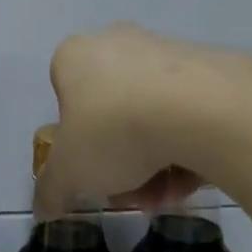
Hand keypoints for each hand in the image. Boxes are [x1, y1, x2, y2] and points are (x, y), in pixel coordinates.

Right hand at [34, 24, 223, 217]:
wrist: (200, 109)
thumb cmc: (113, 130)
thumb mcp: (68, 173)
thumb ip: (51, 191)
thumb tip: (43, 209)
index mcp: (75, 56)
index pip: (64, 96)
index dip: (75, 139)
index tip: (90, 169)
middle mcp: (118, 42)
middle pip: (111, 110)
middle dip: (120, 159)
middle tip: (131, 192)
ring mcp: (166, 51)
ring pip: (151, 115)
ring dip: (155, 161)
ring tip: (168, 195)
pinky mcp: (208, 67)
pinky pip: (188, 112)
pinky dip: (187, 146)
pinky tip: (195, 177)